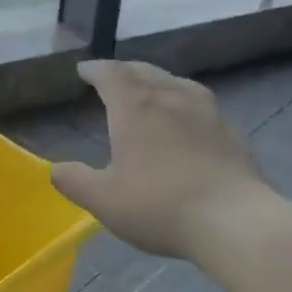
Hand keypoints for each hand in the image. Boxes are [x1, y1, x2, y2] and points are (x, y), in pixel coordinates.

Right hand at [49, 60, 273, 259]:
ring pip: (176, 82)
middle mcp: (170, 98)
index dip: (95, 70)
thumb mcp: (104, 200)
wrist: (236, 222)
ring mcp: (206, 112)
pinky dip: (183, 100)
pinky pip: (200, 102)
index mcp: (135, 108)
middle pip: (144, 72)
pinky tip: (187, 117)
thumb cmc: (160, 206)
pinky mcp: (231, 131)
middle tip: (112, 76)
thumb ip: (75, 181)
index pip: (111, 75)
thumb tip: (55, 169)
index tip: (84, 70)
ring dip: (156, 80)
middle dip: (124, 70)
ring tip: (149, 88)